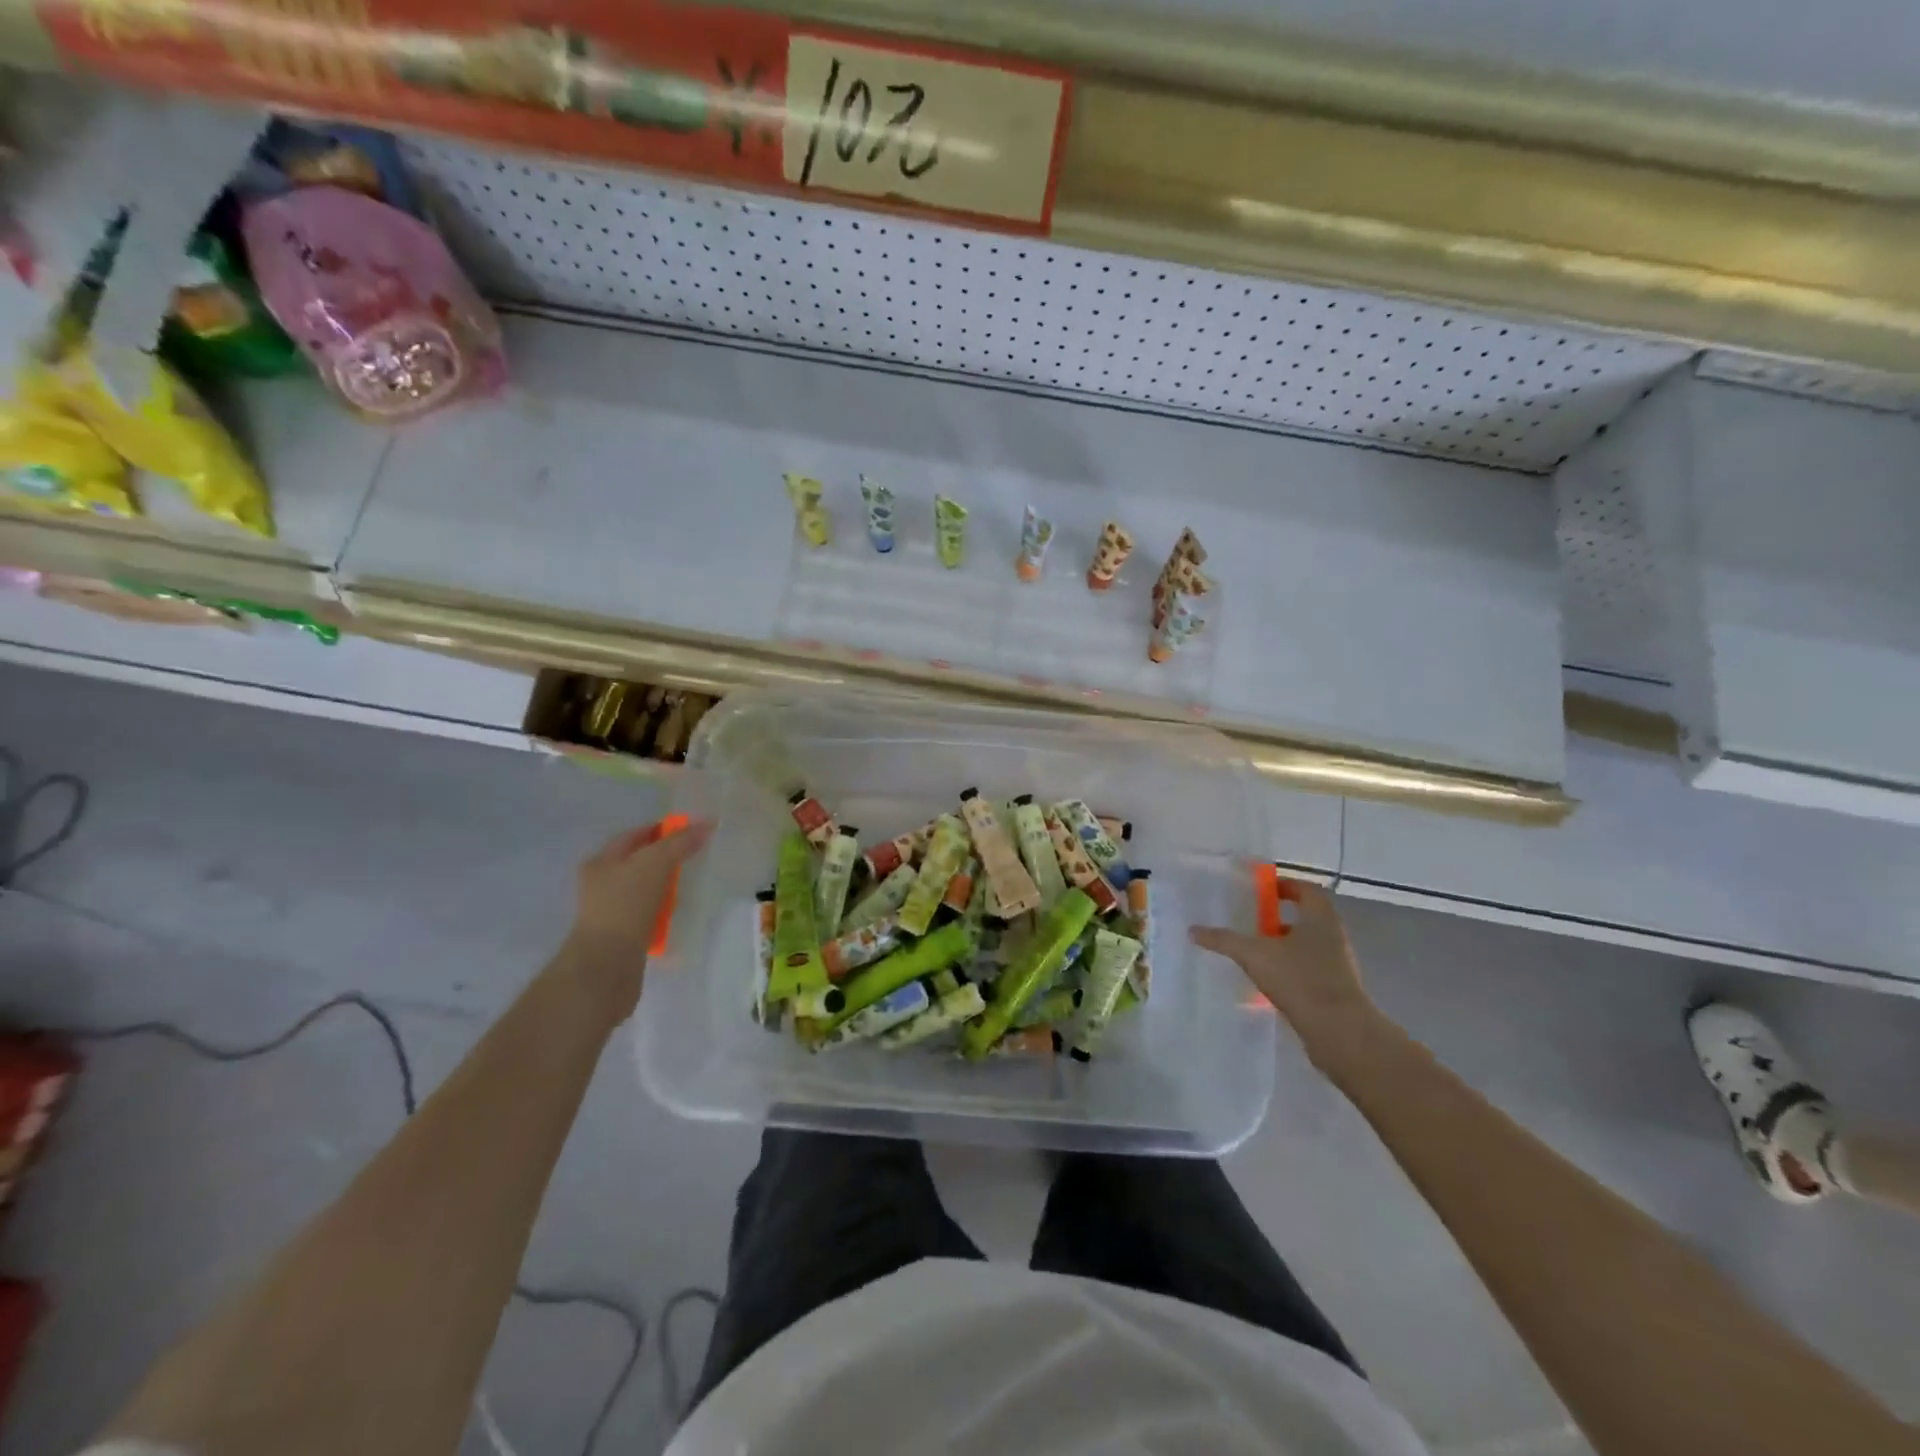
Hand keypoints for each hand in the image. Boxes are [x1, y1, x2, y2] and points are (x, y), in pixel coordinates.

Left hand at [566, 817, 711, 1021]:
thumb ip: (680, 842)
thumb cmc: (625, 905)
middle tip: (694, 857)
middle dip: (666, 859)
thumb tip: (706, 824)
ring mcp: (611, 911)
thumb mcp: (655, 863)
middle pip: (638, 863)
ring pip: (644, 890)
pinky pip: (648, 915)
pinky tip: (679, 914)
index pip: (634, 836)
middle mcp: (601, 884)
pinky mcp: (622, 936)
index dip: (661, 829)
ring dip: (666, 887)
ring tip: (690, 886)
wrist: (606, 965)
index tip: (690, 831)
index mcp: (602, 862)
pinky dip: (663, 912)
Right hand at [1190, 880, 1384, 1065]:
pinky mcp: (1336, 991)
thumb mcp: (1254, 955)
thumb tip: (1192, 930)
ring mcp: (1338, 965)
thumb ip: (1224, 940)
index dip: (1286, 885)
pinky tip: (1268, 983)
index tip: (1263, 891)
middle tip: (1252, 922)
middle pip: (1307, 918)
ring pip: (1308, 946)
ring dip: (1284, 946)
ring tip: (1255, 954)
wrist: (1340, 1032)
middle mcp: (1334, 937)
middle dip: (1279, 919)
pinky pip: (1310, 971)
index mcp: (1321, 919)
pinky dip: (1290, 971)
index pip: (1307, 890)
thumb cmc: (1300, 979)